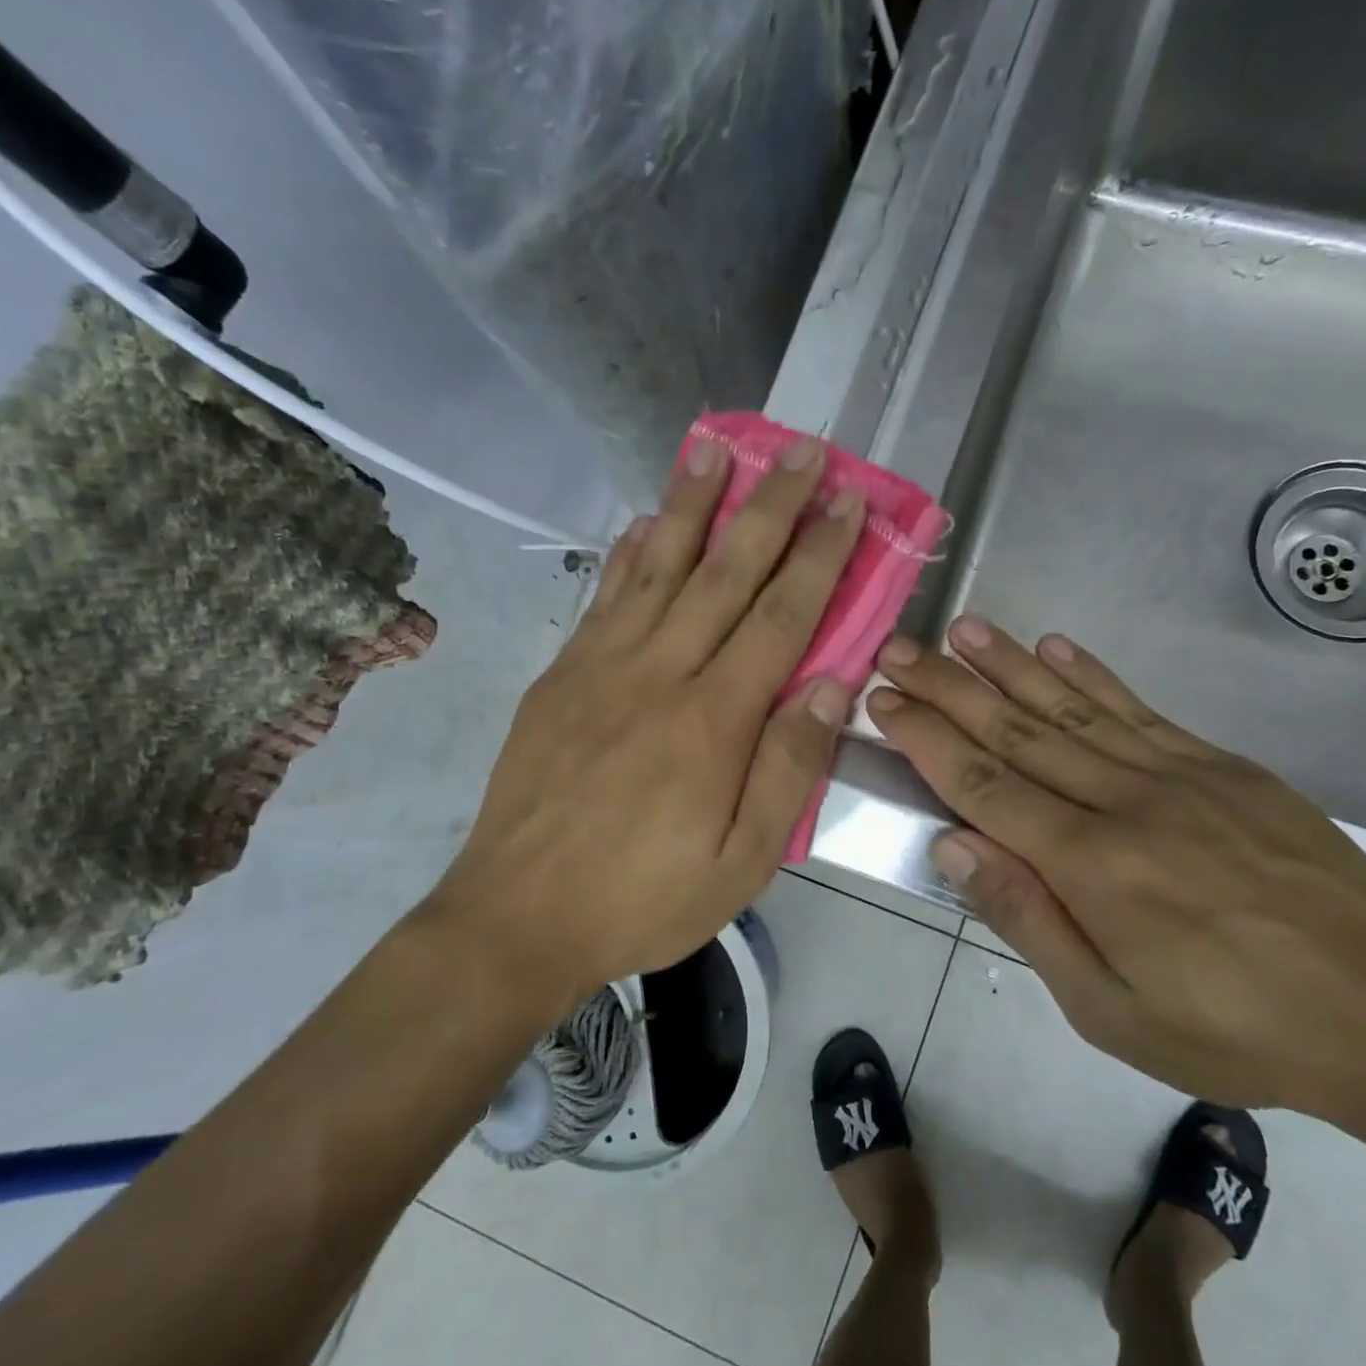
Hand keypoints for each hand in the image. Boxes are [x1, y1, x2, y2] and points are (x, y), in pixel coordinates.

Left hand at [423, 439, 862, 1006]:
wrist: (518, 917)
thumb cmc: (643, 898)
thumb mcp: (741, 863)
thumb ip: (789, 769)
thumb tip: (833, 686)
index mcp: (713, 720)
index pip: (782, 617)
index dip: (820, 555)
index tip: (848, 503)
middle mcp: (659, 674)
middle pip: (725, 573)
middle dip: (769, 507)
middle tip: (801, 450)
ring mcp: (601, 668)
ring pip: (657, 567)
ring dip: (692, 504)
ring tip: (716, 448)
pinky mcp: (560, 677)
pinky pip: (603, 598)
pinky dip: (627, 552)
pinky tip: (643, 520)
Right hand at [867, 616, 1365, 1129]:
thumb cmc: (1238, 1031)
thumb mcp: (1112, 1010)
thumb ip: (1027, 918)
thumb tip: (952, 845)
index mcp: (1090, 864)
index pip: (983, 784)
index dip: (927, 739)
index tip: (884, 702)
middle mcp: (1126, 800)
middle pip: (1017, 731)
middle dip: (948, 687)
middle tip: (899, 649)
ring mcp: (1180, 774)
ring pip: (1072, 706)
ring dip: (1008, 665)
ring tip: (962, 628)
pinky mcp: (1225, 767)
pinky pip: (1141, 710)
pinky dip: (1092, 674)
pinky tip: (1055, 647)